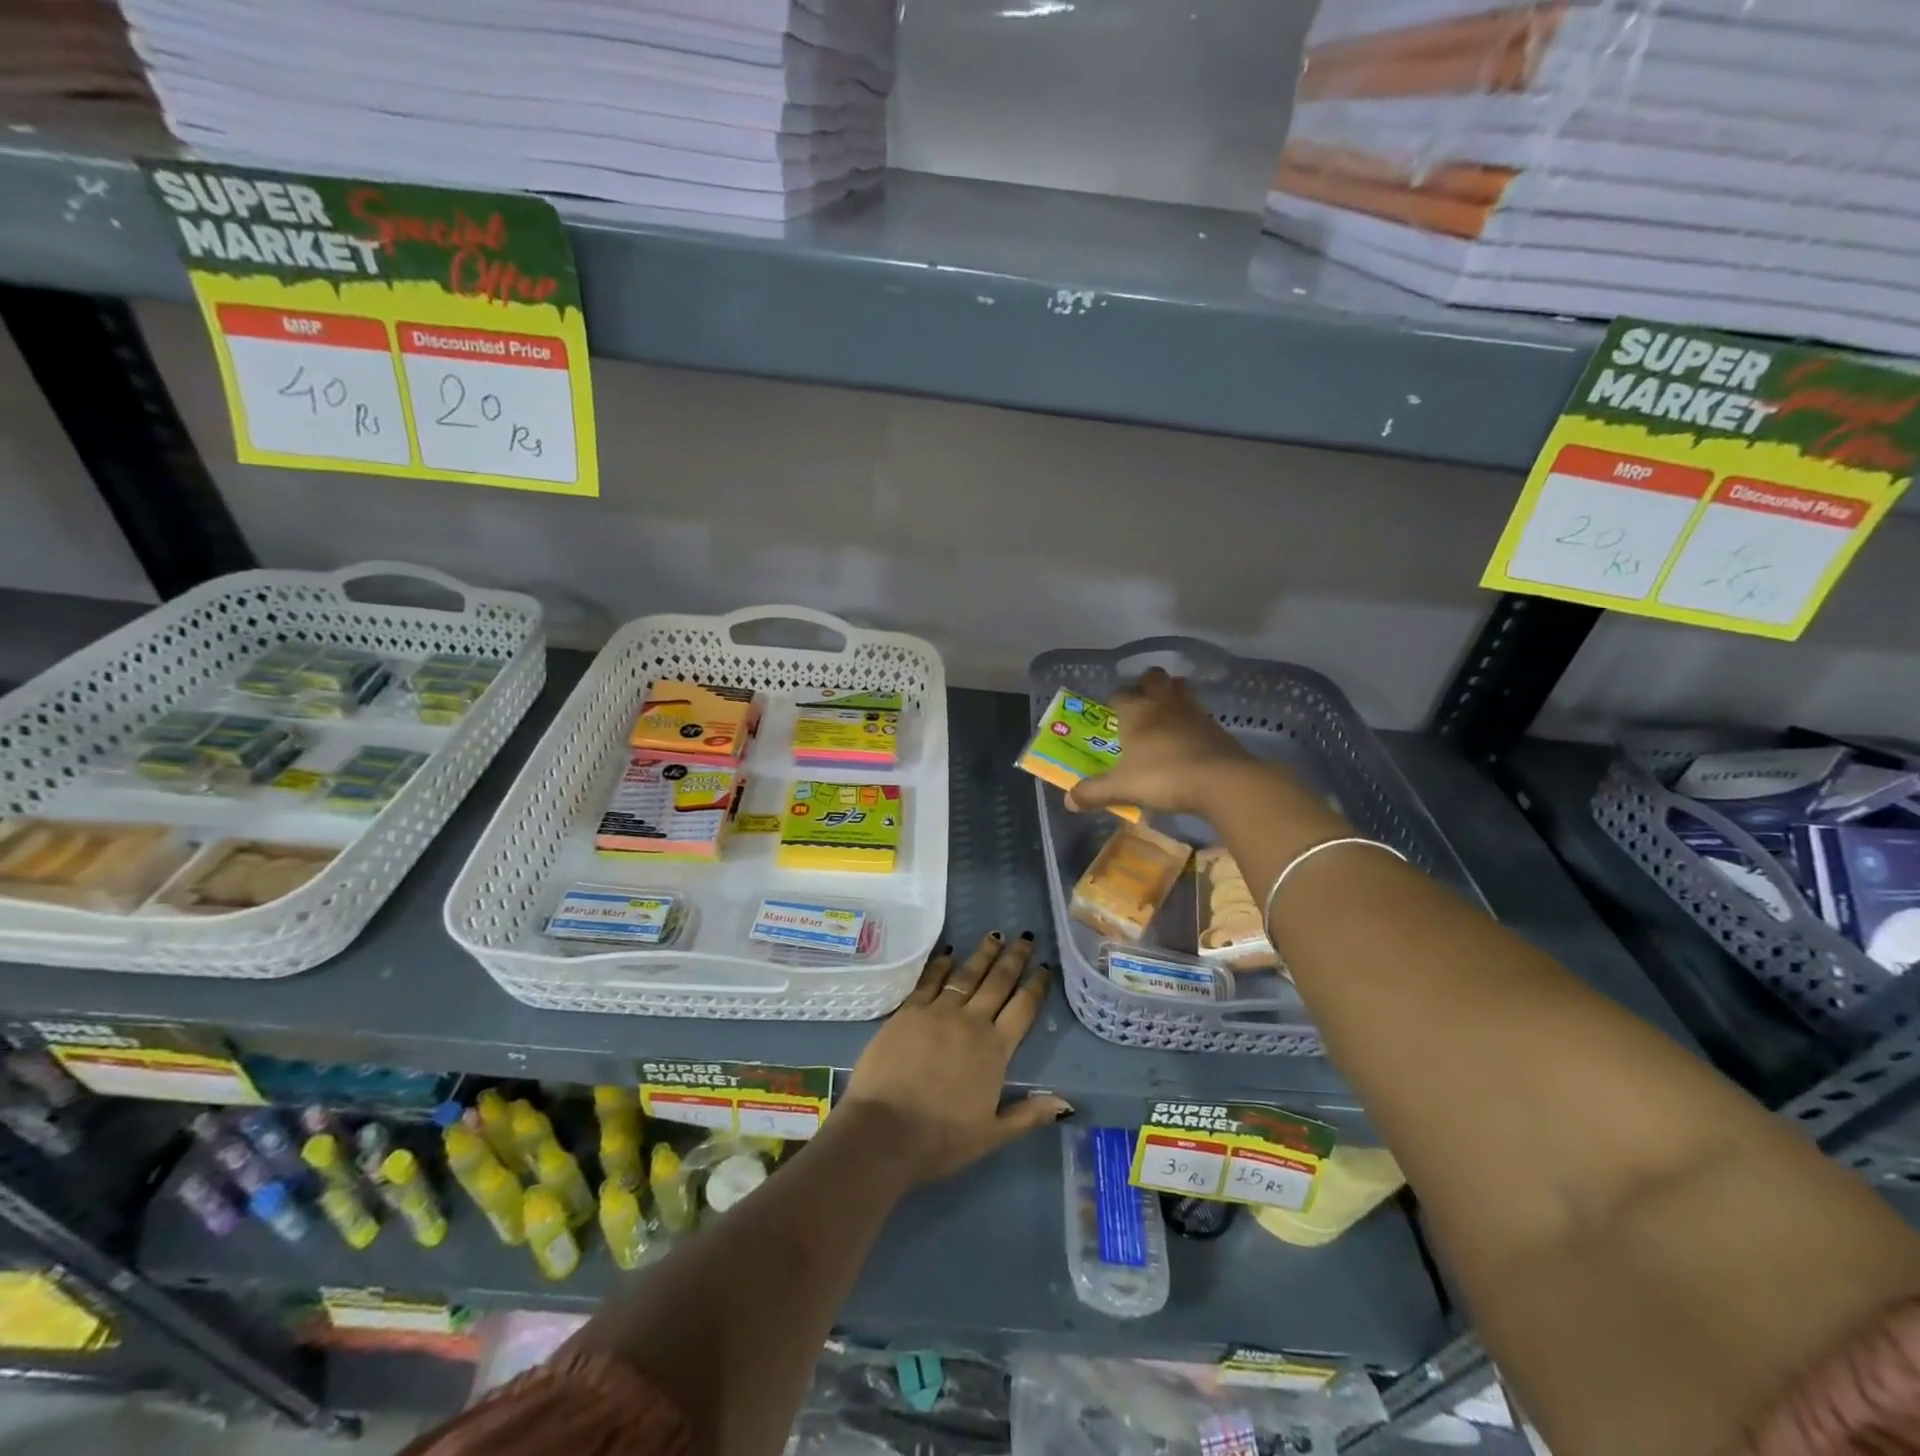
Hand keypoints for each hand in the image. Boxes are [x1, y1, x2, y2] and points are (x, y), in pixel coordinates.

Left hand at [841, 934, 1069, 1186]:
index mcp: (995, 1049)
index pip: (1023, 1009)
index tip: (1045, 968)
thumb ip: (1028, 1115)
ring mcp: (937, 1012)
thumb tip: (1065, 1103)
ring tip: (995, 936)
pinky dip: (941, 965)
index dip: (1036, 986)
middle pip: (998, 983)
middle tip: (1025, 938)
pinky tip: (948, 953)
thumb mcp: (992, 1135)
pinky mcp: (908, 1011)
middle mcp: (970, 1022)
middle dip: (1014, 959)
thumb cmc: (940, 1138)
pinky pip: (929, 981)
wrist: (883, 1131)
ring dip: (983, 954)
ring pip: (966, 975)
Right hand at [1067, 667, 1261, 816]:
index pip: (1119, 693)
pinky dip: (1191, 720)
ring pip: (1180, 689)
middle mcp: (1163, 703)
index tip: (1110, 715)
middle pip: (1153, 677)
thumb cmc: (1162, 777)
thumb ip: (1093, 792)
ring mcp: (1193, 711)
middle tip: (1139, 707)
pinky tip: (1187, 740)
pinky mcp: (1215, 726)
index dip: (1113, 702)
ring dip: (1171, 696)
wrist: (1221, 780)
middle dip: (1145, 686)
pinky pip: (1198, 713)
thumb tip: (1068, 800)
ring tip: (1164, 718)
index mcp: (1136, 711)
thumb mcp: (1121, 788)